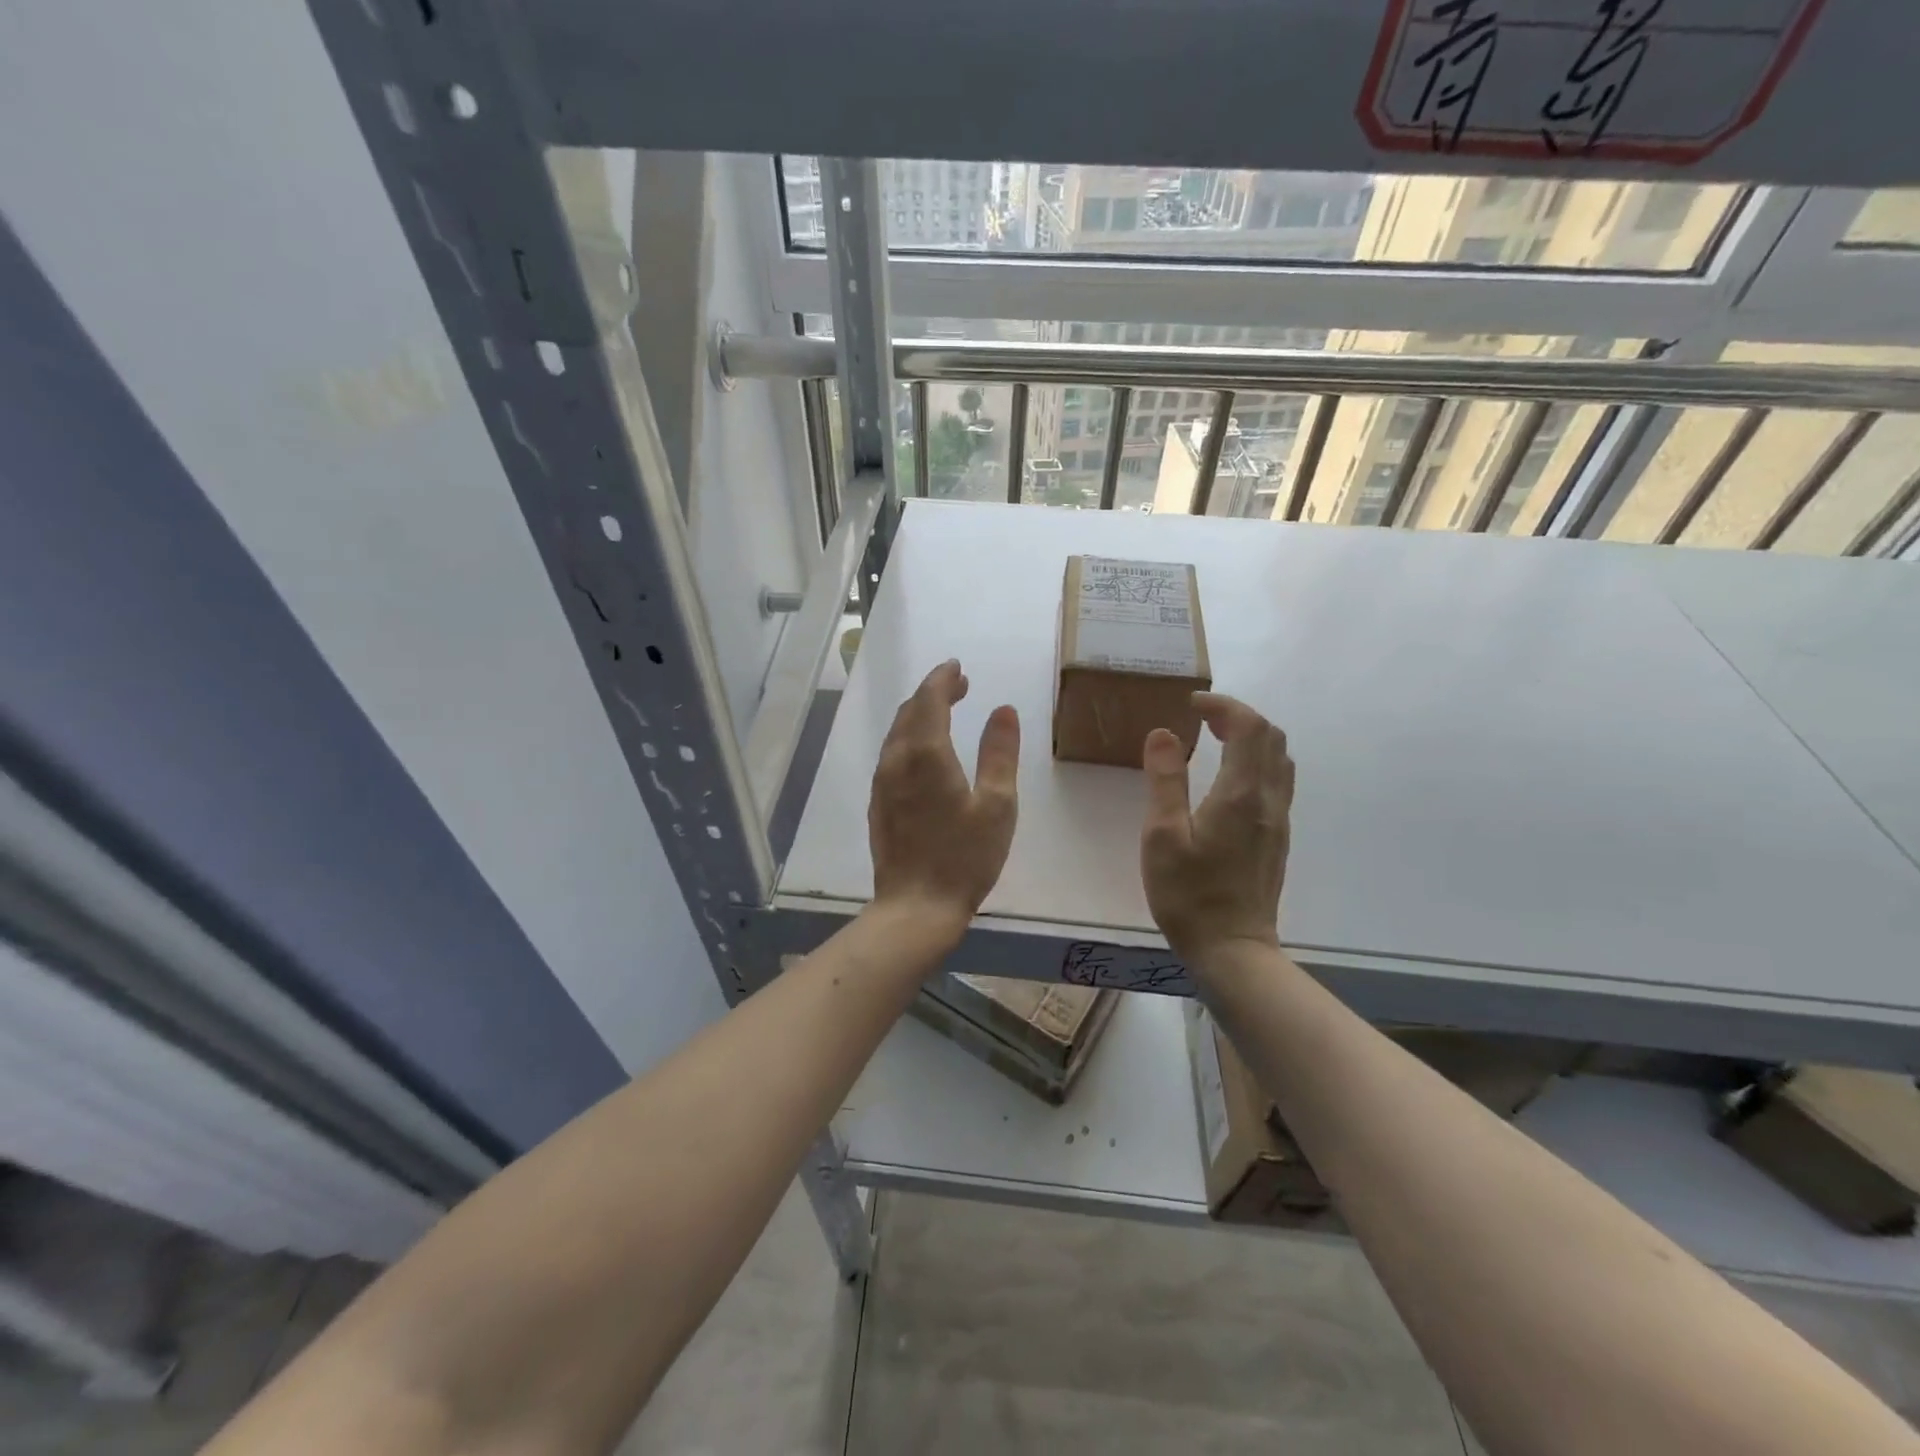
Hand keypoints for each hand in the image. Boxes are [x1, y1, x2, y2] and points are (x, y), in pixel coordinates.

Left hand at [868, 660, 1019, 939]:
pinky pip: (891, 754)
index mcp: (926, 754)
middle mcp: (896, 760)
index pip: (929, 699)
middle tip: (959, 687)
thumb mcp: (998, 805)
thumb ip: (1000, 753)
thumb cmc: (964, 857)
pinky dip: (909, 738)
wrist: (916, 907)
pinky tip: (924, 752)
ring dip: (919, 714)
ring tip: (944, 712)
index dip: (943, 679)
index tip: (958, 668)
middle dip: (933, 693)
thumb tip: (1003, 710)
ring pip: (897, 733)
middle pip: (909, 712)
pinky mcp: (879, 803)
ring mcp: (882, 783)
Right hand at [1140, 693, 1294, 965]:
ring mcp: (1278, 820)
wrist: (1232, 948)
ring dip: (1252, 738)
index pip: (1248, 727)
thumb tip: (1164, 733)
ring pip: (1280, 759)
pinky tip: (1228, 778)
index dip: (1223, 705)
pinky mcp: (1277, 837)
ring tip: (1215, 740)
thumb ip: (1165, 780)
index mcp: (1240, 794)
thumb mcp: (1162, 836)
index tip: (1191, 704)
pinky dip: (1257, 761)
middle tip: (1201, 718)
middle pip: (1271, 737)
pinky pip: (1277, 781)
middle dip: (1239, 716)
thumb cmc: (1189, 894)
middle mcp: (1268, 800)